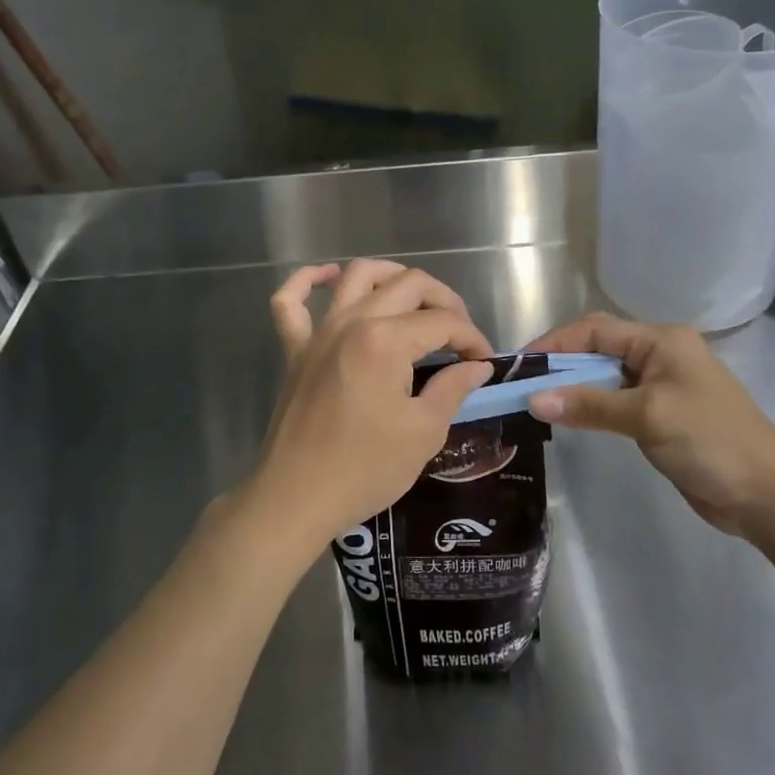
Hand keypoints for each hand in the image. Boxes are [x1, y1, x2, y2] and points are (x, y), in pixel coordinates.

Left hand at [241, 260, 494, 555]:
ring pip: (356, 277)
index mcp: (385, 341)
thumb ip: (453, 388)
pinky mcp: (294, 350)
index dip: (471, 337)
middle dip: (444, 301)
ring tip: (415, 296)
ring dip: (391, 276)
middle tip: (459, 334)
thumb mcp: (424, 432)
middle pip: (407, 285)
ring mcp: (318, 333)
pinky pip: (290, 301)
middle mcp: (351, 322)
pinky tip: (329, 277)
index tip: (484, 362)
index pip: (442, 322)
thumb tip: (477, 366)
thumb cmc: (365, 469)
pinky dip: (307, 281)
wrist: (297, 498)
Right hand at [525, 313, 774, 540]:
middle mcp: (659, 355)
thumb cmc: (712, 441)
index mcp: (661, 340)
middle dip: (559, 364)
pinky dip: (589, 407)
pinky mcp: (660, 416)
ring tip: (535, 403)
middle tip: (521, 387)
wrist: (769, 495)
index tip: (519, 366)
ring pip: (604, 377)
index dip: (555, 343)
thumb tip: (533, 400)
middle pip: (597, 349)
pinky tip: (568, 420)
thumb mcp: (648, 417)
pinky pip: (614, 402)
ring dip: (572, 387)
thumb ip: (590, 405)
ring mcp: (660, 386)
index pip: (595, 330)